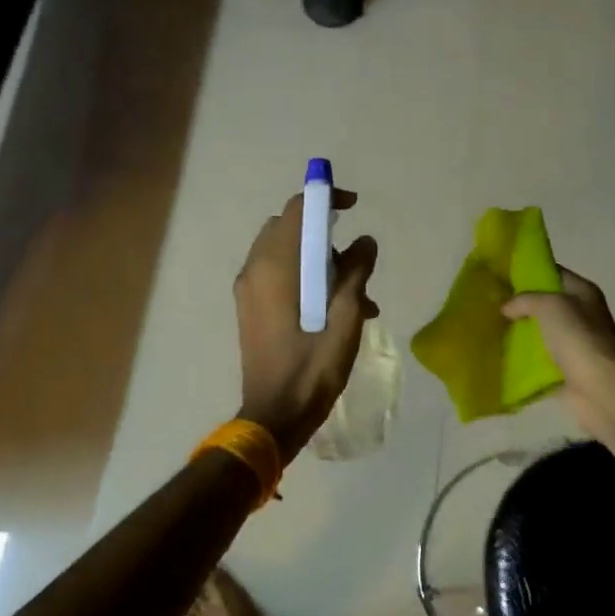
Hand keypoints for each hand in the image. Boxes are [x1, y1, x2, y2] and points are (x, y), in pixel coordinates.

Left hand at [234, 188, 379, 462]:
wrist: (274, 417)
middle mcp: (255, 270)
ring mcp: (249, 290)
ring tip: (357, 298)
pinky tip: (337, 311)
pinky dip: (307, 278)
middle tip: (355, 262)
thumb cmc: (311, 369)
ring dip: (320, 262)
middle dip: (325, 235)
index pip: (297, 210)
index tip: (354, 206)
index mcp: (276, 268)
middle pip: (290, 228)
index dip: (325, 198)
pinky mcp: (252, 308)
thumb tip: (365, 242)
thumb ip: (355, 274)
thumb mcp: (344, 320)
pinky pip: (280, 275)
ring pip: (286, 253)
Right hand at [501, 268, 614, 438]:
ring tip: (485, 328)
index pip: (553, 273)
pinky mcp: (562, 370)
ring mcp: (571, 345)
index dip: (528, 271)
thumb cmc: (579, 338)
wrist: (601, 389)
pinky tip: (495, 355)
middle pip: (542, 304)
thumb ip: (525, 300)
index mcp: (582, 293)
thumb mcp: (550, 306)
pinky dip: (518, 361)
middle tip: (487, 302)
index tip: (499, 274)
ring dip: (515, 333)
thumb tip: (506, 308)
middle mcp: (578, 315)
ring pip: (537, 333)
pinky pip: (535, 361)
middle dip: (517, 305)